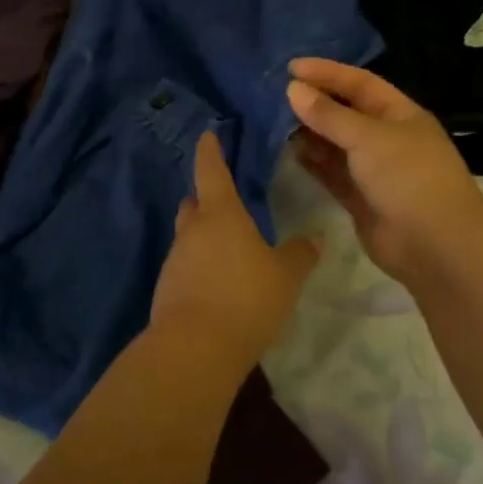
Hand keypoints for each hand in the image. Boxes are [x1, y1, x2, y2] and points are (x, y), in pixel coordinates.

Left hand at [150, 131, 321, 370]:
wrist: (195, 348)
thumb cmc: (246, 298)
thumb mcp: (285, 276)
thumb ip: (301, 254)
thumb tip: (316, 238)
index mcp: (221, 214)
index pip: (212, 171)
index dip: (210, 152)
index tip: (207, 136)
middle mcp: (193, 231)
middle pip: (194, 205)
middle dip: (205, 200)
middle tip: (224, 203)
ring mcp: (175, 260)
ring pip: (188, 238)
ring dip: (203, 239)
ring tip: (227, 252)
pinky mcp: (166, 290)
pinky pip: (185, 268)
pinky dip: (199, 269)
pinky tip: (217, 287)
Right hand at [287, 57, 482, 288]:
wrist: (436, 246)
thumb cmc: (409, 177)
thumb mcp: (368, 138)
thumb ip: (329, 115)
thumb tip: (293, 90)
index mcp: (399, 114)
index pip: (359, 83)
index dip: (327, 72)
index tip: (291, 67)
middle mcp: (386, 138)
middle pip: (345, 112)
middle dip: (314, 102)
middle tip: (275, 94)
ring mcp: (373, 170)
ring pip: (335, 144)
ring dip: (309, 132)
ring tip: (274, 121)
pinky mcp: (360, 199)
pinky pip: (331, 173)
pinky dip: (312, 162)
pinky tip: (288, 151)